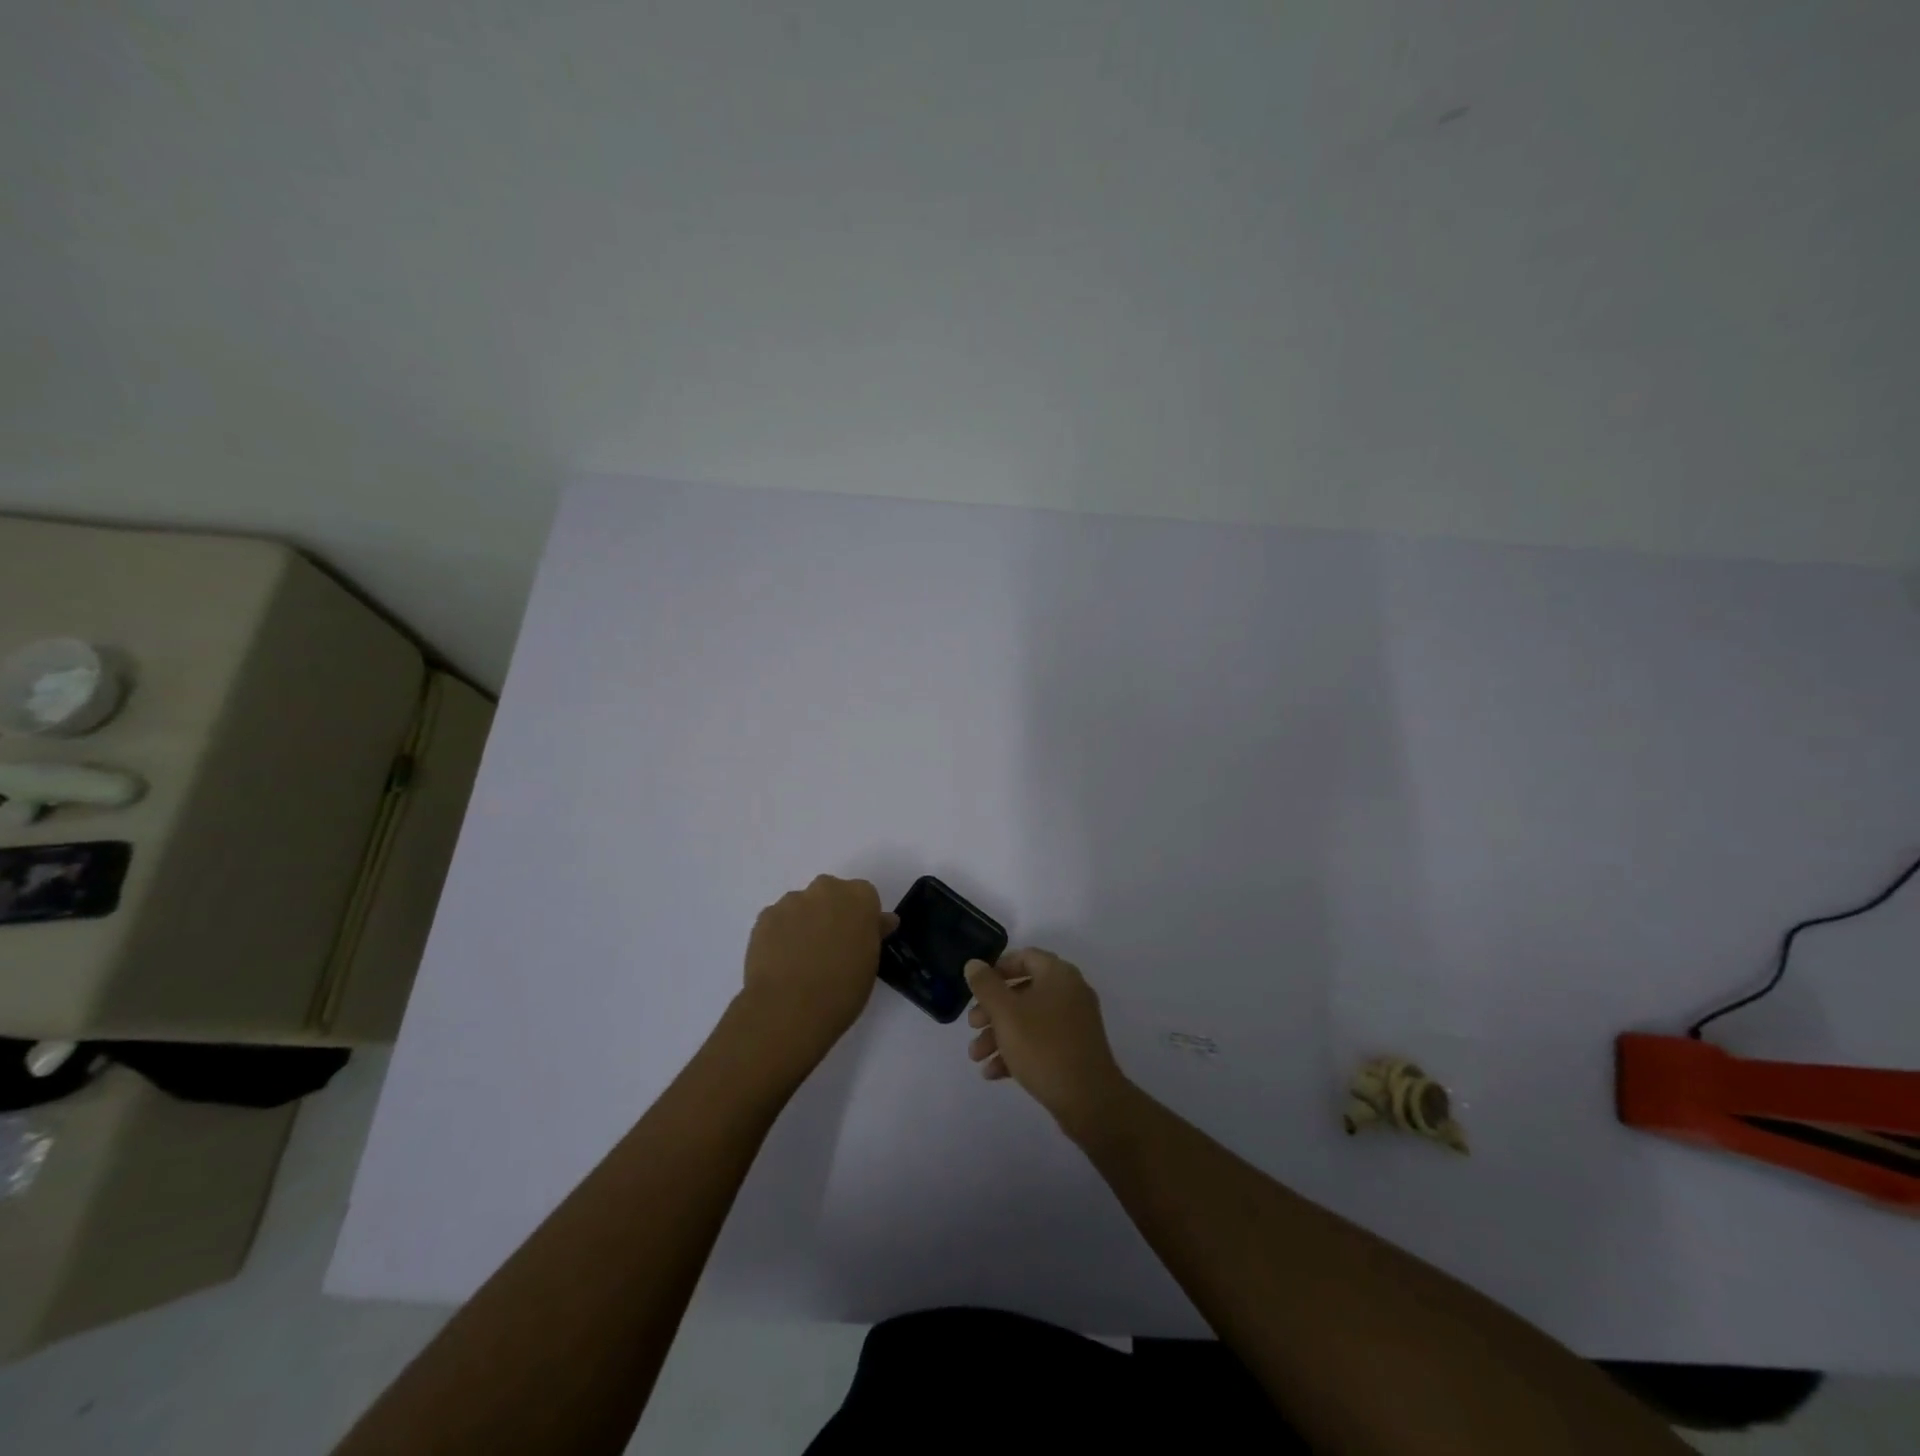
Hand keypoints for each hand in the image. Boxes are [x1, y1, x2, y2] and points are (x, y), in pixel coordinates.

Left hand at [740, 875, 895, 1070]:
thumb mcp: (870, 962)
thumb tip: (881, 921)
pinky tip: (781, 962)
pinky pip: (778, 920)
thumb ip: (874, 934)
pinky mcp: (764, 917)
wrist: (789, 1009)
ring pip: (802, 906)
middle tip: (831, 948)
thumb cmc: (842, 989)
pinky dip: (781, 934)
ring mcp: (791, 901)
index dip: (862, 919)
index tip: (858, 941)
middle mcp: (826, 889)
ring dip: (804, 923)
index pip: (865, 897)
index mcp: (859, 897)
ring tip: (801, 959)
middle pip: (831, 894)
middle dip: (831, 913)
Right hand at [965, 949, 1131, 1140]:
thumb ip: (986, 986)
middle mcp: (1070, 992)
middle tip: (972, 1025)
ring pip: (1029, 1019)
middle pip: (1023, 991)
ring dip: (999, 1034)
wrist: (1089, 1100)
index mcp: (1058, 974)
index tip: (976, 987)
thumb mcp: (1006, 1013)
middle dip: (992, 1009)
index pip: (1024, 957)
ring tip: (977, 1057)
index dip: (997, 969)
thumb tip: (974, 964)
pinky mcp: (1075, 1050)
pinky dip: (1017, 1051)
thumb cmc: (1043, 1047)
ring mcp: (1075, 1022)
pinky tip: (994, 1072)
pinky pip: (1041, 1041)